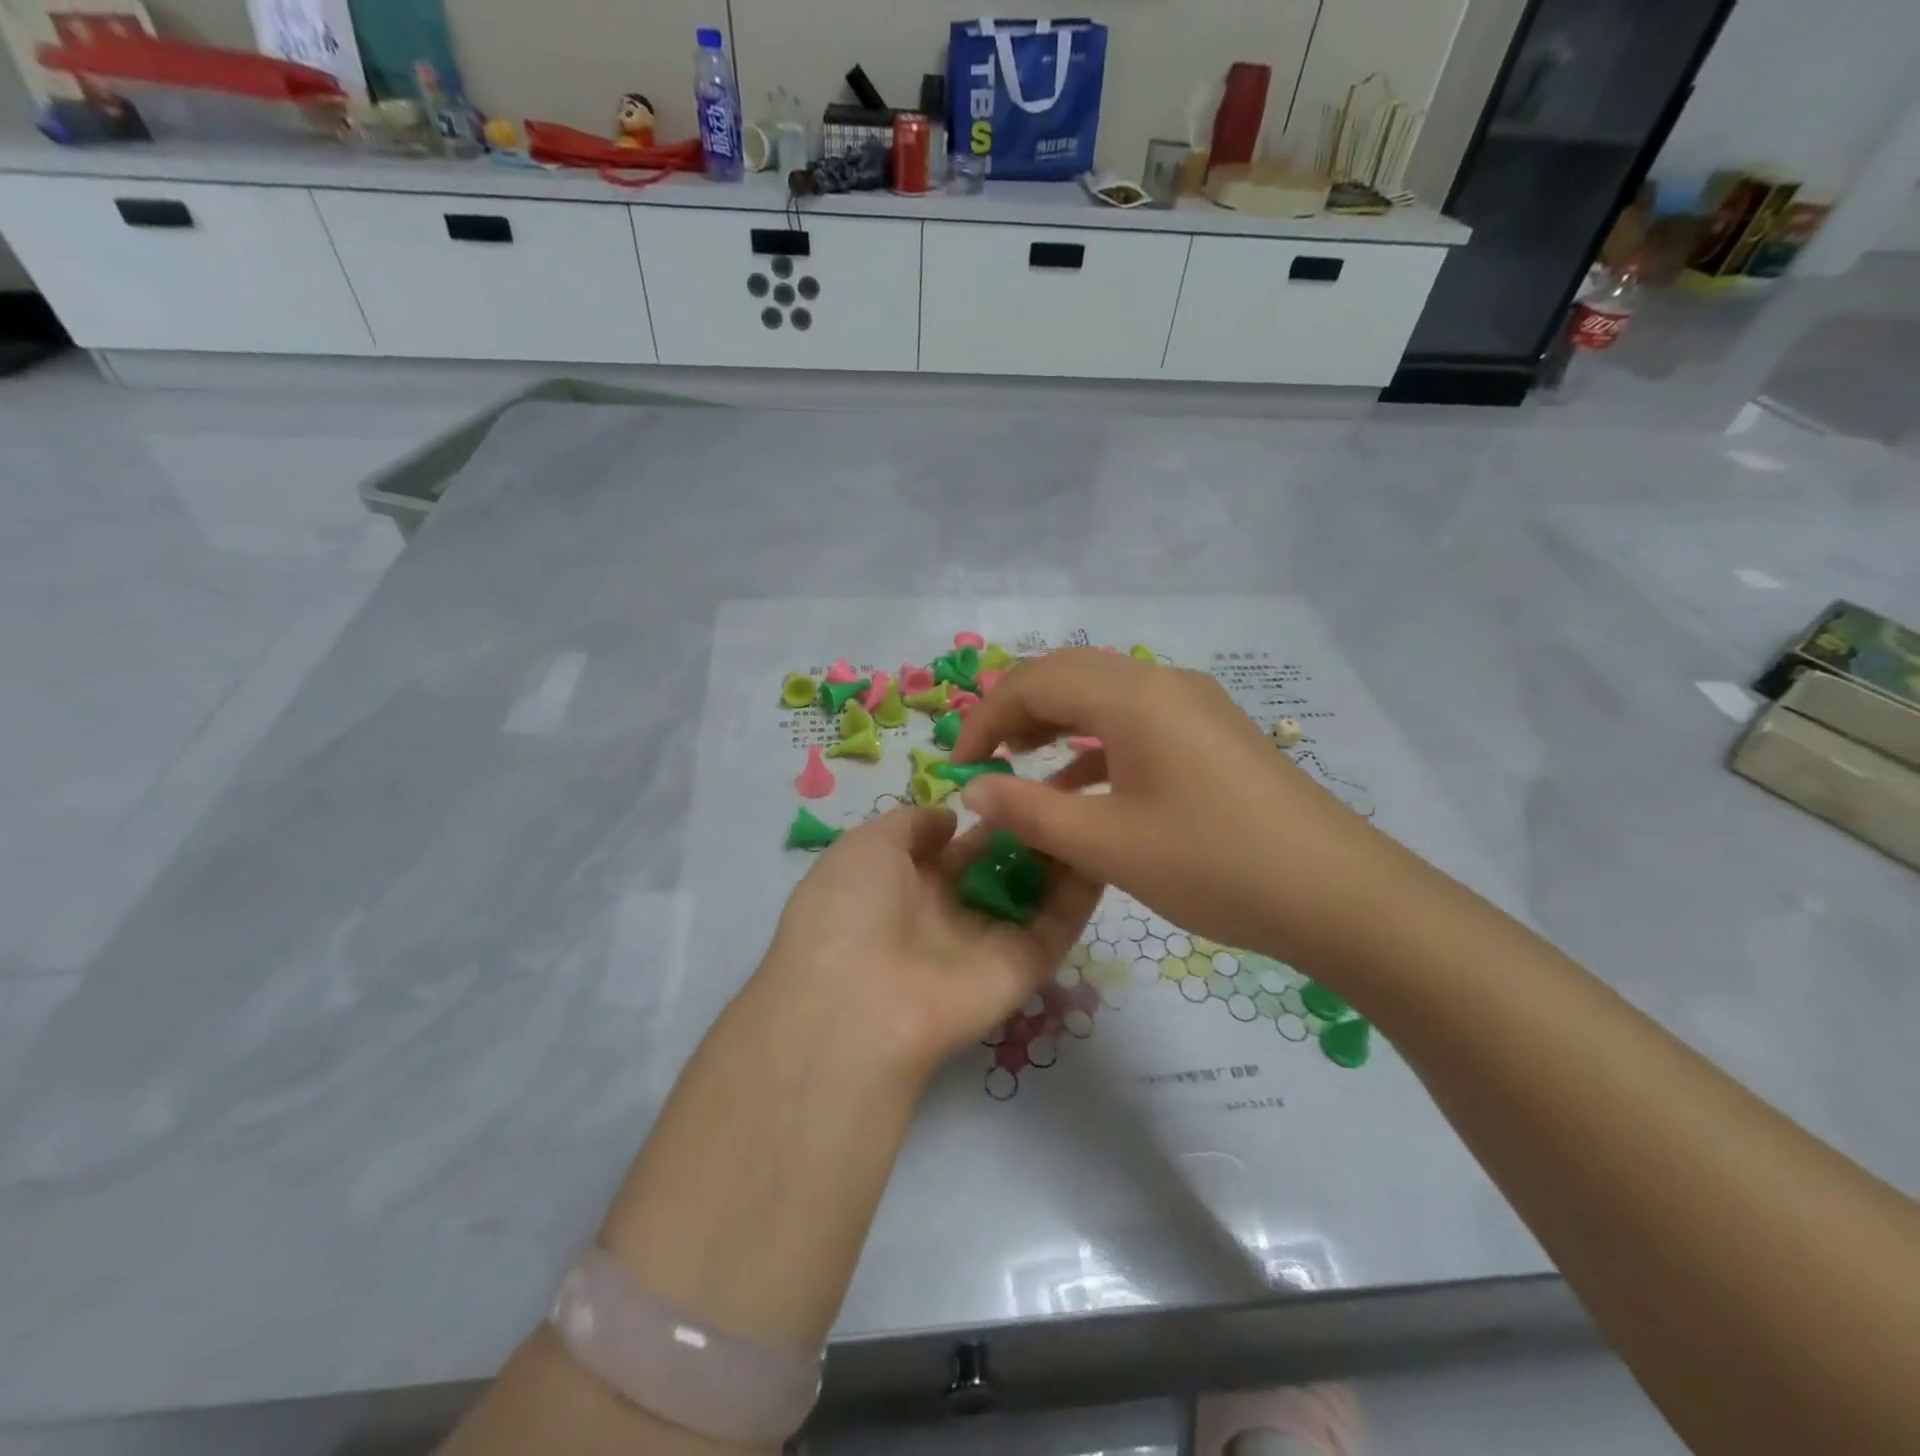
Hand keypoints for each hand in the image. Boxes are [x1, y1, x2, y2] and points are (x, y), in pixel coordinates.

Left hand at [753, 805, 1103, 1081]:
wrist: (855, 1003)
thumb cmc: (848, 910)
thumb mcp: (864, 847)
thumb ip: (910, 824)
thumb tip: (949, 818)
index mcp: (905, 885)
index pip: (956, 846)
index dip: (985, 813)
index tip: (1019, 779)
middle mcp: (948, 913)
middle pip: (1000, 866)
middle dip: (1027, 827)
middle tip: (1067, 785)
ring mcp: (988, 941)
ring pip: (1035, 891)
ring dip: (1059, 852)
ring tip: (1090, 804)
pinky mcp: (1023, 968)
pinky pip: (1058, 924)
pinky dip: (1082, 890)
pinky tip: (1101, 845)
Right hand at [950, 649, 1405, 965]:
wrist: (1337, 895)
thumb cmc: (1213, 864)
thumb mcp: (1106, 844)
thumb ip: (1029, 810)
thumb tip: (972, 787)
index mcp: (1132, 696)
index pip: (1034, 682)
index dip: (985, 718)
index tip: (957, 767)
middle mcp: (1162, 683)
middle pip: (1068, 674)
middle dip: (1017, 712)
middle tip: (987, 761)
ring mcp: (1193, 705)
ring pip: (1103, 696)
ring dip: (1056, 723)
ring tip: (1022, 766)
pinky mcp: (1212, 734)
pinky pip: (1137, 722)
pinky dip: (1096, 744)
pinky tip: (1081, 786)